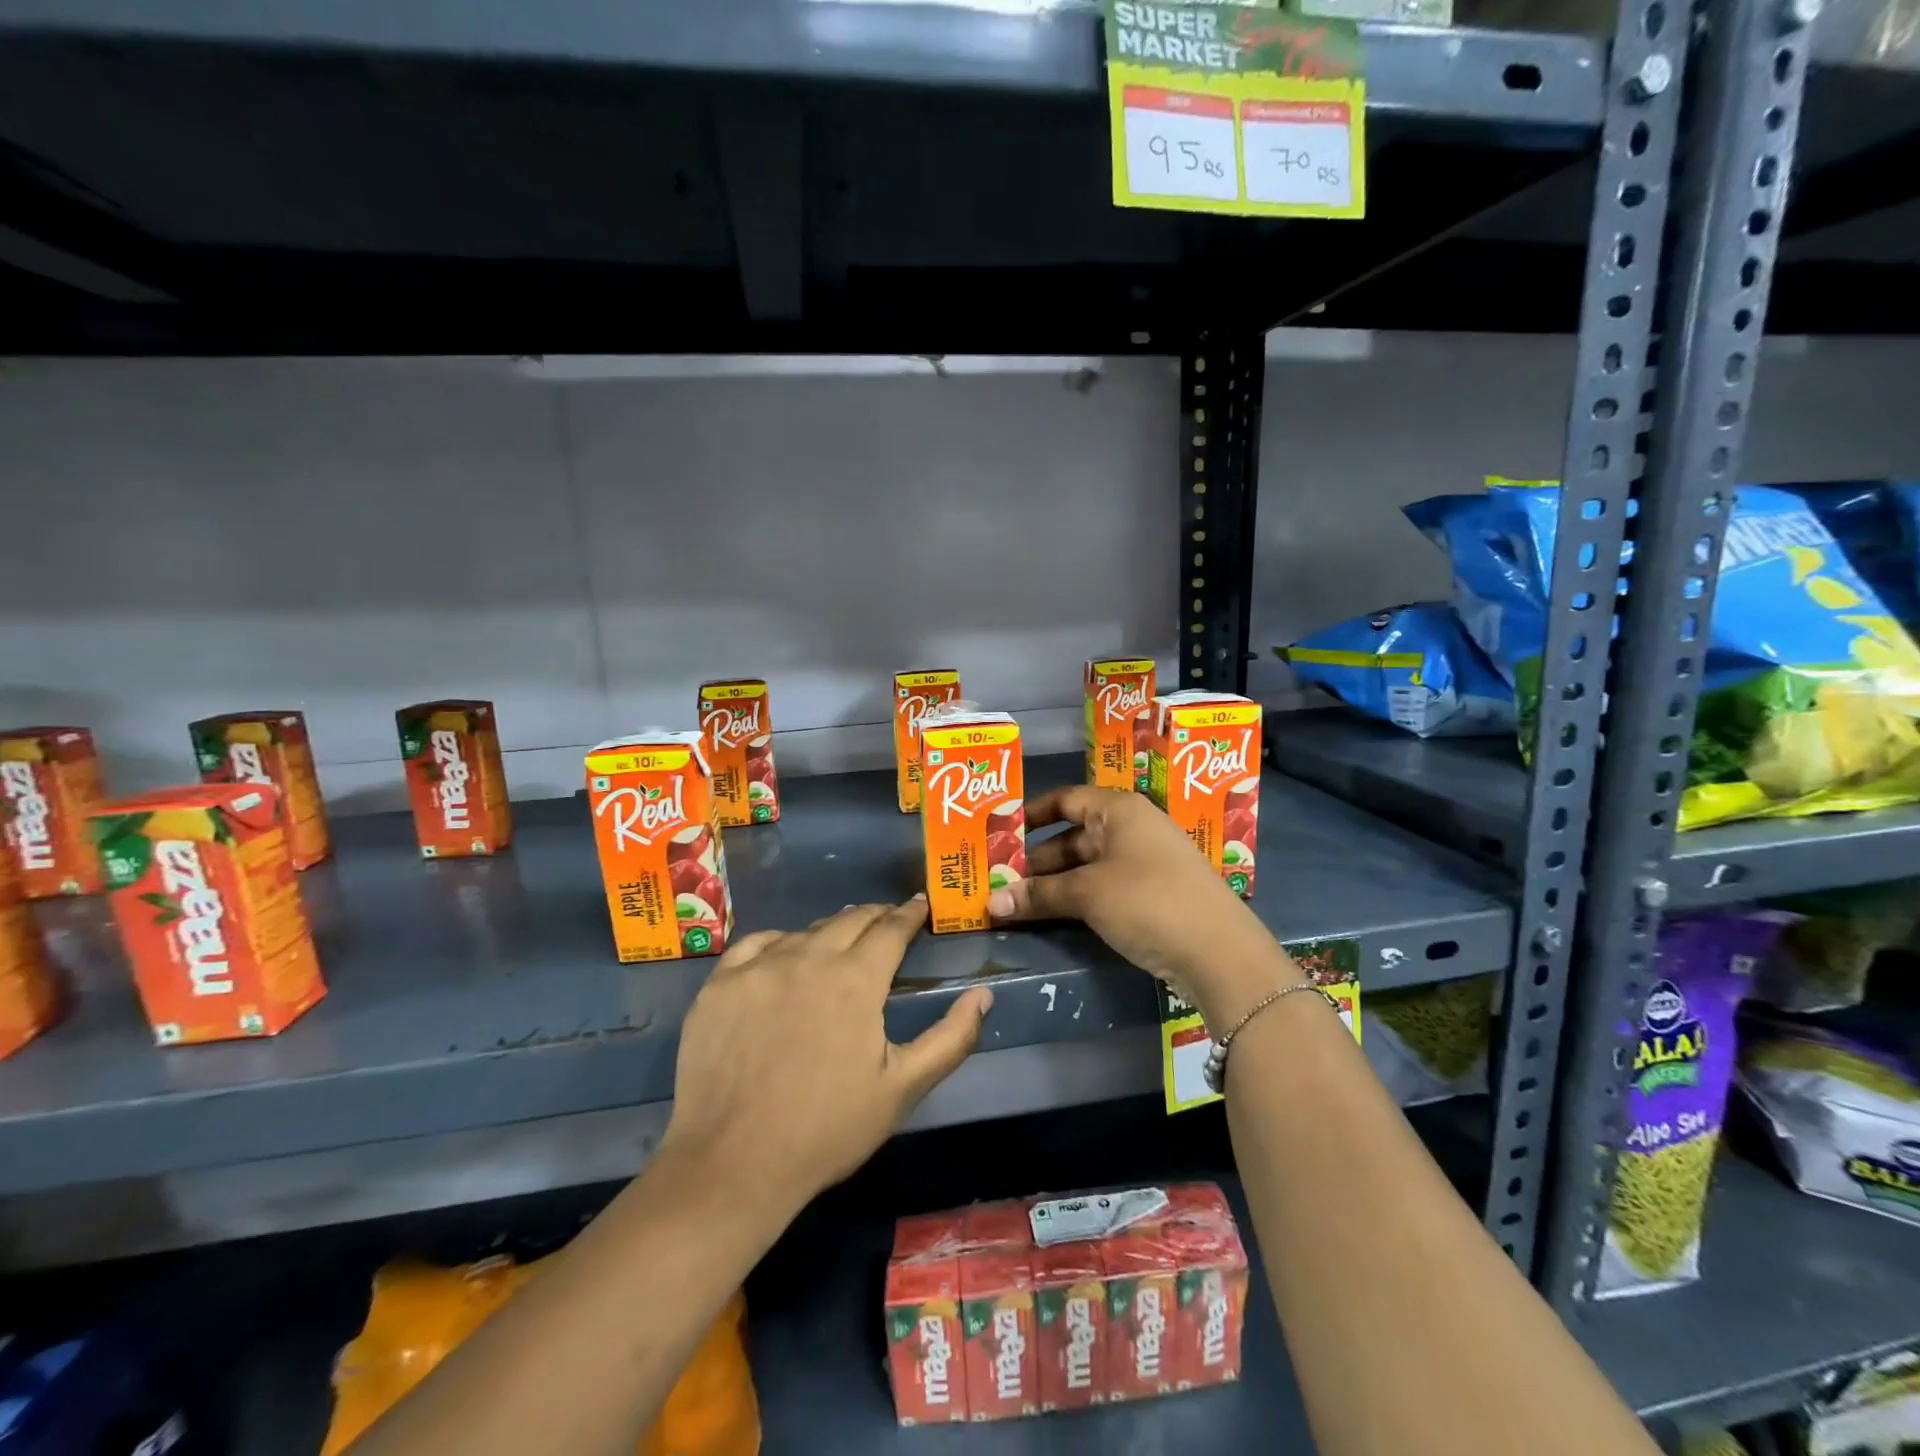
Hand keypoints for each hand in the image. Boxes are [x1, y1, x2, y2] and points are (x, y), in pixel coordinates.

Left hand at [657, 899, 990, 1221]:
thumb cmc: (827, 1129)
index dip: (909, 914)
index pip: (891, 929)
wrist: (731, 1165)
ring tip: (840, 941)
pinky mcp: (720, 984)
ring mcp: (758, 967)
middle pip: (850, 920)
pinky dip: (780, 942)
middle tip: (888, 920)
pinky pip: (757, 944)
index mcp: (856, 979)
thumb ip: (951, 1038)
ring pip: (805, 932)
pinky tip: (783, 956)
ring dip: (830, 931)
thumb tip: (984, 994)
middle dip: (875, 916)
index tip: (920, 905)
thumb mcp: (903, 1088)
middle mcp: (808, 957)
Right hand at [986, 786, 1287, 1027]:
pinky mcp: (1153, 895)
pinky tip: (1052, 915)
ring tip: (1016, 901)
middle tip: (1000, 878)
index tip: (1001, 833)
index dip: (1032, 813)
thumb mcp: (1086, 894)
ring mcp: (1145, 862)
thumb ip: (1038, 894)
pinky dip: (1077, 898)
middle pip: (1074, 836)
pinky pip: (1103, 887)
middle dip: (1037, 859)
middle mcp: (1133, 828)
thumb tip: (992, 902)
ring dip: (1054, 883)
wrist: (1219, 952)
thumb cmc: (1147, 900)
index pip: (1067, 799)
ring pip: (1088, 865)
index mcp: (1120, 810)